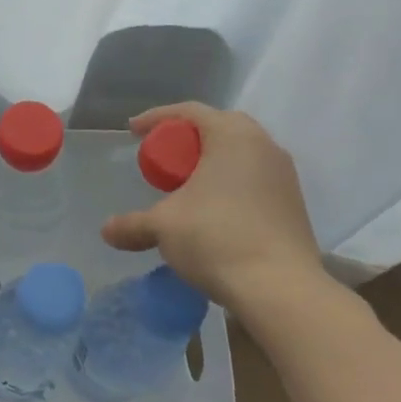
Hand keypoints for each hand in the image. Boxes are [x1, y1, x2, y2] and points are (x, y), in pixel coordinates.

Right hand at [102, 103, 329, 311]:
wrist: (281, 290)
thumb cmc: (217, 239)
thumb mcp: (164, 227)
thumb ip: (133, 224)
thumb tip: (106, 231)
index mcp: (232, 135)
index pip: (189, 111)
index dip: (156, 118)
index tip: (133, 132)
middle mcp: (262, 145)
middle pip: (219, 126)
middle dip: (187, 137)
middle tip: (164, 157)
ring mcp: (283, 174)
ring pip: (241, 152)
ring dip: (212, 160)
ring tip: (188, 184)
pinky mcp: (294, 202)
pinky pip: (255, 176)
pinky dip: (231, 181)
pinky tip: (215, 209)